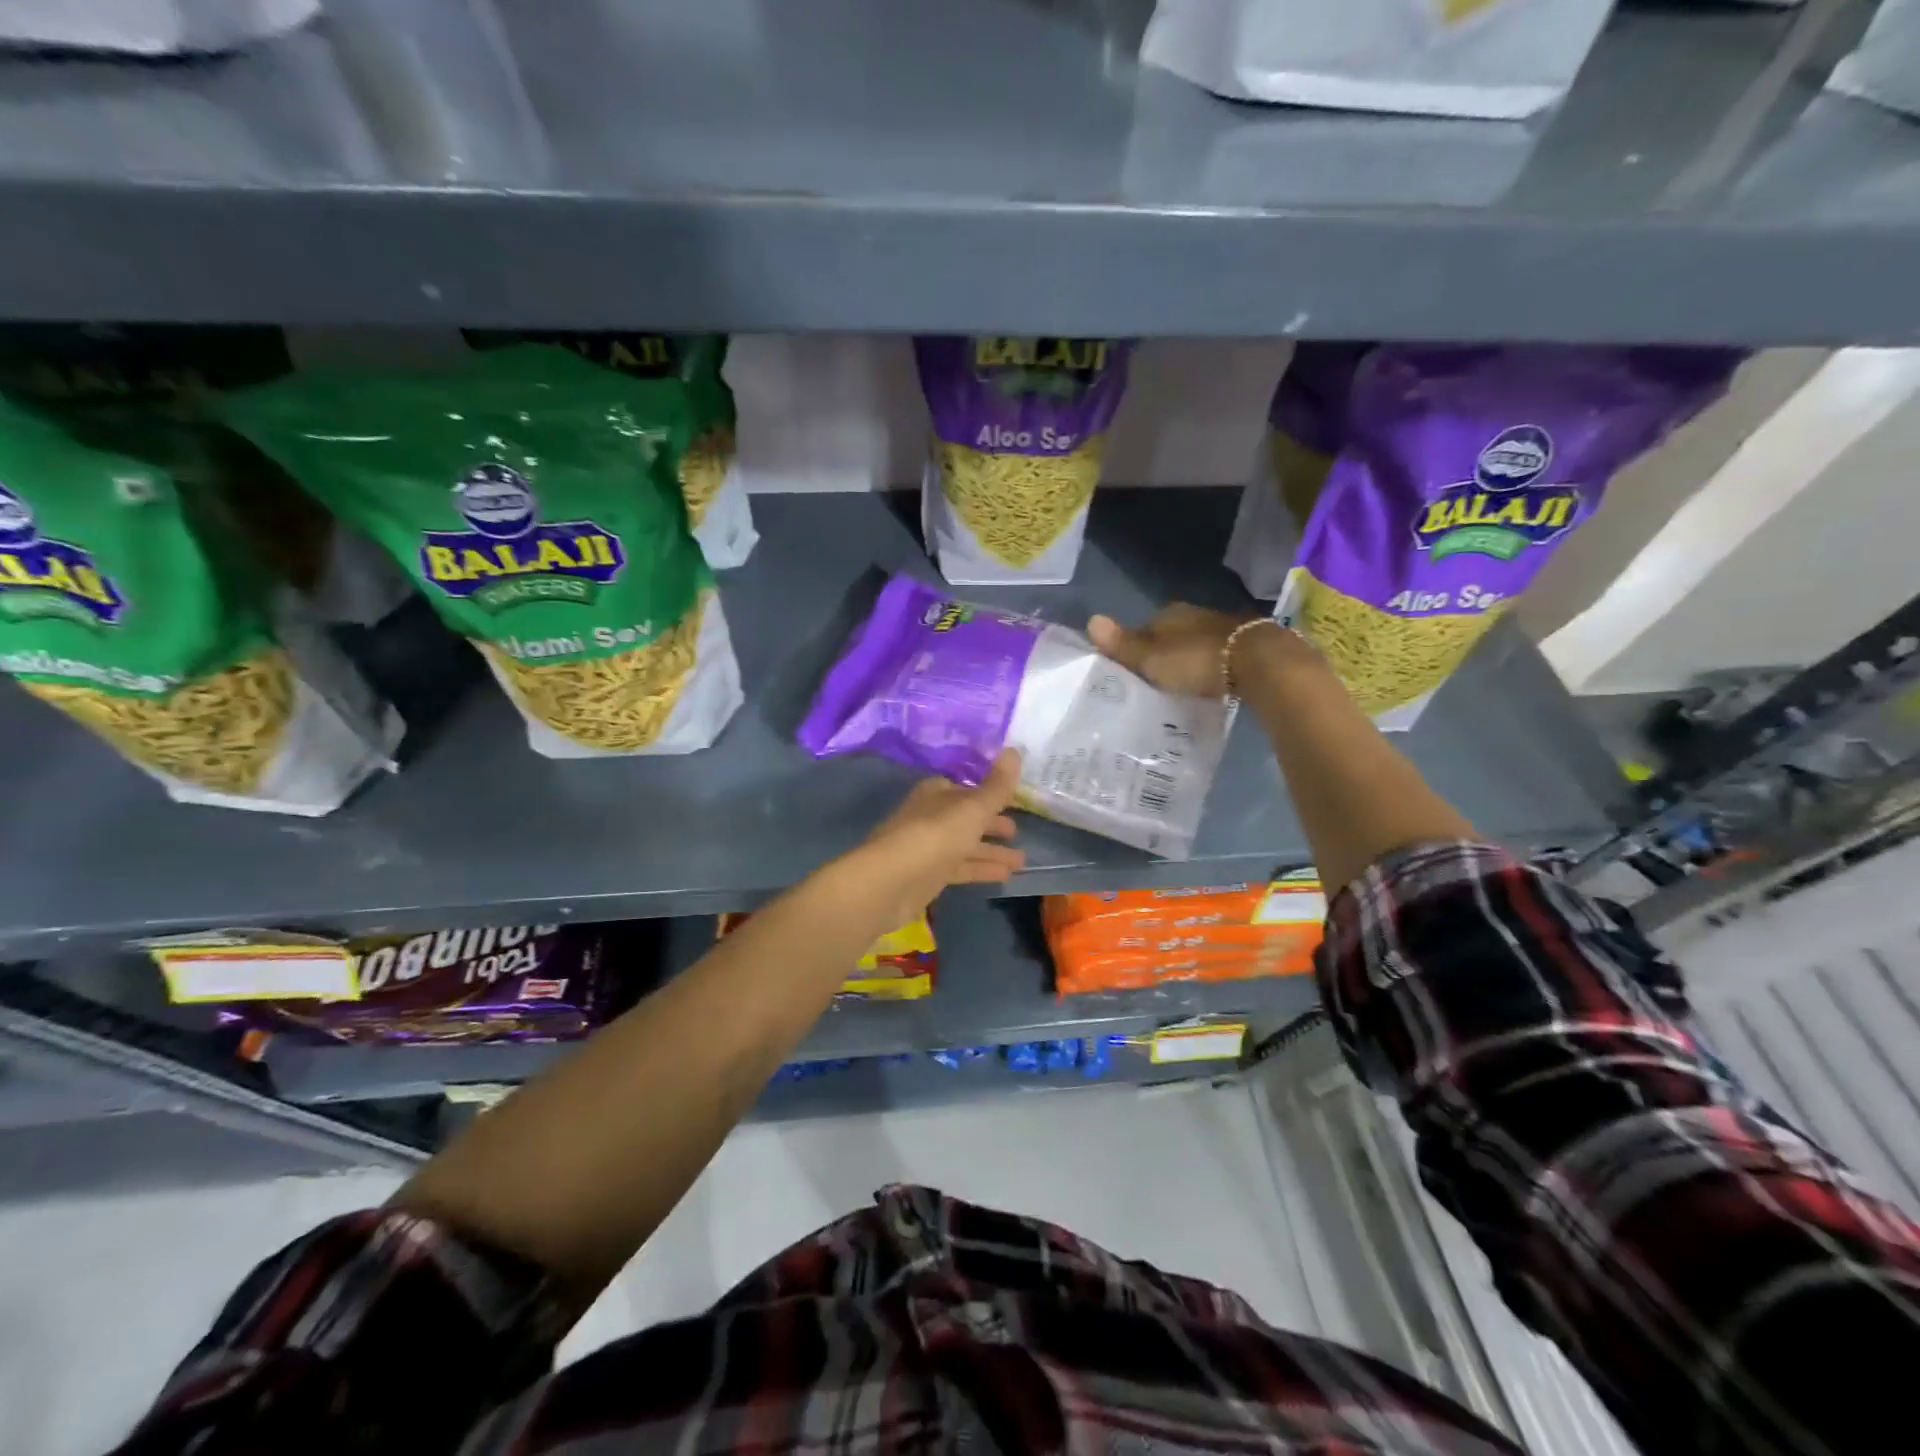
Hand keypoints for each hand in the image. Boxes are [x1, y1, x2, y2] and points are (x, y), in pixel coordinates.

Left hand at [841, 749, 1025, 928]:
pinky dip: (982, 869)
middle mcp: (931, 816)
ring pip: (966, 845)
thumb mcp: (972, 808)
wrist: (890, 881)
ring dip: (992, 851)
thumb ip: (997, 785)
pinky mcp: (929, 875)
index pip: (965, 788)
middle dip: (991, 824)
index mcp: (937, 793)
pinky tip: (1005, 876)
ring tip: (1022, 860)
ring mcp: (929, 847)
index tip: (1012, 800)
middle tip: (1017, 832)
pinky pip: (961, 868)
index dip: (988, 793)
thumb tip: (1014, 749)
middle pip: (966, 818)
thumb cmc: (934, 835)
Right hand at [1088, 604, 1258, 698]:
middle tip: (1155, 679)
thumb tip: (1090, 620)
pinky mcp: (1246, 645)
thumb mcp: (1152, 659)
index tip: (1133, 669)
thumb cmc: (1197, 660)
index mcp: (1170, 613)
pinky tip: (1209, 683)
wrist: (1259, 662)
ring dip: (1189, 659)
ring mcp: (1224, 627)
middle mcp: (1196, 614)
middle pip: (1172, 634)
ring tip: (1181, 684)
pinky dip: (1211, 666)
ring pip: (1197, 643)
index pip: (1146, 626)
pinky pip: (1218, 655)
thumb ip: (1123, 645)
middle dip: (1165, 652)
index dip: (1138, 646)